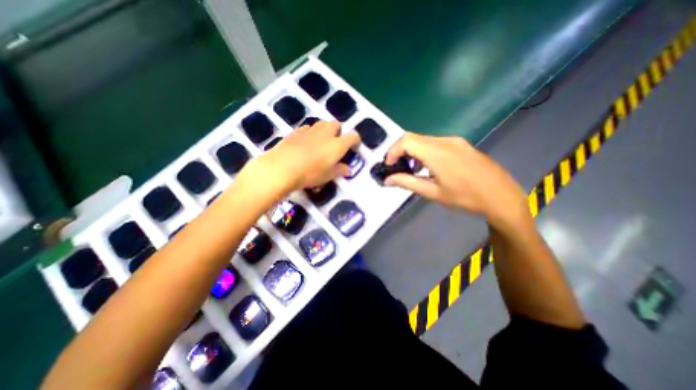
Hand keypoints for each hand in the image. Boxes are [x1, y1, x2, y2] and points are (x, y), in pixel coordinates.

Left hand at [238, 120, 360, 195]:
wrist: (282, 168)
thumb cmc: (310, 174)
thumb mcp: (328, 176)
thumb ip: (340, 170)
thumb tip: (349, 169)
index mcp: (337, 145)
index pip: (352, 137)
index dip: (355, 141)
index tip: (354, 146)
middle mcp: (326, 134)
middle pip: (336, 124)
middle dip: (338, 131)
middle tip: (334, 143)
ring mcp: (310, 131)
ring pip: (321, 123)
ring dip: (324, 130)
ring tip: (320, 142)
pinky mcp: (296, 131)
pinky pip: (307, 128)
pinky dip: (310, 132)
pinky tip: (305, 142)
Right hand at [387, 133, 528, 227]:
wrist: (502, 197)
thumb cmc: (465, 198)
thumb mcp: (433, 192)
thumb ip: (408, 182)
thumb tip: (387, 180)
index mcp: (437, 153)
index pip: (406, 141)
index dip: (392, 151)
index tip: (389, 166)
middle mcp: (445, 141)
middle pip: (413, 137)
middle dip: (400, 150)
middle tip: (396, 167)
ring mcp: (455, 141)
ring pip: (424, 139)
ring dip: (412, 150)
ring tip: (411, 169)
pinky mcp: (461, 144)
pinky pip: (435, 142)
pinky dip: (424, 151)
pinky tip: (427, 166)